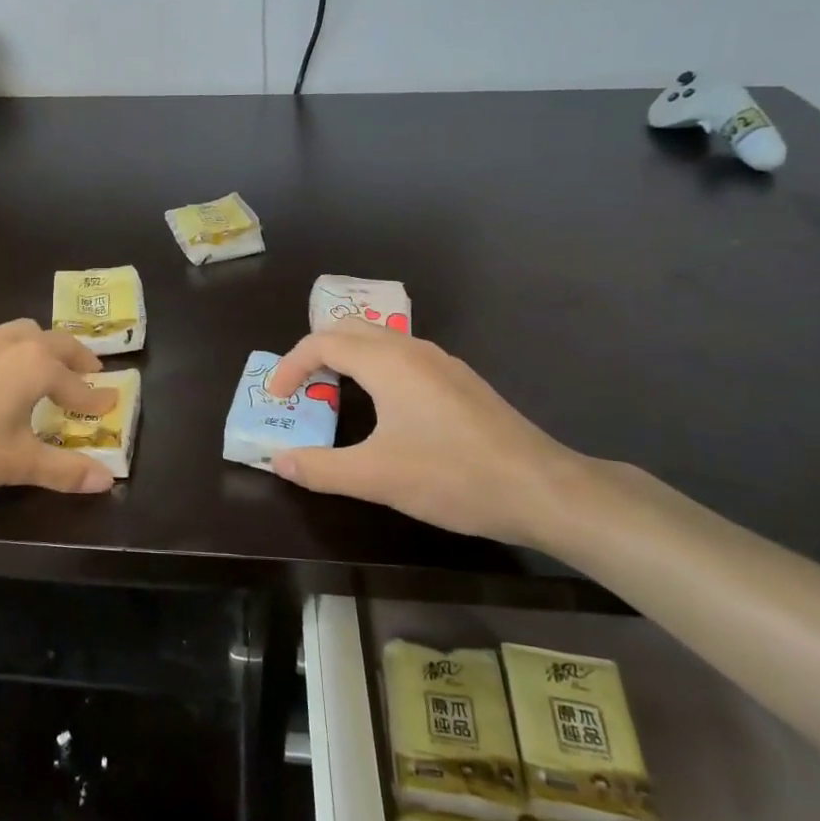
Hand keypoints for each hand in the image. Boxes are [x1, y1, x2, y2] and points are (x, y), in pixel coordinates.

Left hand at [0, 320, 119, 494]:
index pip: (77, 384)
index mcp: (36, 366)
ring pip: (23, 332)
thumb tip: (107, 480)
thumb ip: (63, 470)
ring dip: (43, 346)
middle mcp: (12, 343)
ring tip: (46, 364)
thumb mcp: (15, 462)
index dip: (96, 398)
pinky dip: (10, 351)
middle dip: (78, 357)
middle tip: (91, 370)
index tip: (111, 403)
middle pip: (57, 343)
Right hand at [264, 318, 602, 546]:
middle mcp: (413, 350)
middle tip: (299, 390)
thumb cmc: (452, 476)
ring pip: (379, 342)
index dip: (290, 366)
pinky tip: (382, 410)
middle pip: (349, 331)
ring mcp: (442, 364)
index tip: (276, 399)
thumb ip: (320, 468)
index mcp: (388, 362)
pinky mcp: (460, 382)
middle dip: (315, 354)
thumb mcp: (375, 477)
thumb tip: (278, 460)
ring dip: (346, 360)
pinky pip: (402, 359)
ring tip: (332, 397)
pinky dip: (374, 371)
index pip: (322, 343)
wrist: (543, 489)